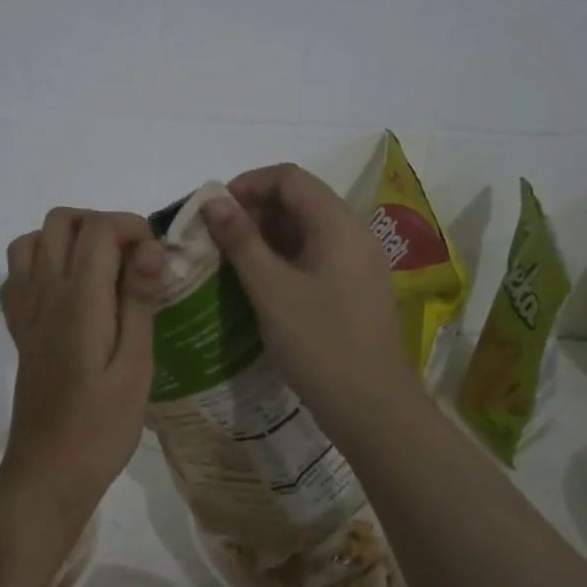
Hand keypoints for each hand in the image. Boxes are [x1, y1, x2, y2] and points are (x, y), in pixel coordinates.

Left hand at [0, 209, 164, 518]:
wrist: (48, 473)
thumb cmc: (102, 426)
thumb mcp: (136, 366)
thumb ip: (139, 301)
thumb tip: (150, 247)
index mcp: (78, 300)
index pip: (98, 228)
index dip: (131, 227)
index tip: (156, 257)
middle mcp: (44, 293)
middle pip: (61, 221)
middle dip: (101, 225)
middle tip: (132, 260)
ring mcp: (24, 310)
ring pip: (33, 240)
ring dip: (68, 240)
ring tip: (101, 270)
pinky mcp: (18, 329)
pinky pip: (18, 273)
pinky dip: (42, 264)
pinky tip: (68, 292)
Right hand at [202, 165, 424, 433]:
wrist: (372, 408)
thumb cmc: (320, 344)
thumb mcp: (272, 290)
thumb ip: (242, 241)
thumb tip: (215, 200)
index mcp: (338, 225)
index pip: (290, 178)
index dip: (248, 184)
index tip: (214, 210)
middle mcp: (352, 235)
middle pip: (299, 201)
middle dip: (254, 211)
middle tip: (216, 238)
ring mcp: (356, 263)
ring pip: (305, 230)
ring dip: (265, 236)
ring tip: (229, 260)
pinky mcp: (352, 289)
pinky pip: (313, 257)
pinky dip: (282, 259)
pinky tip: (256, 282)